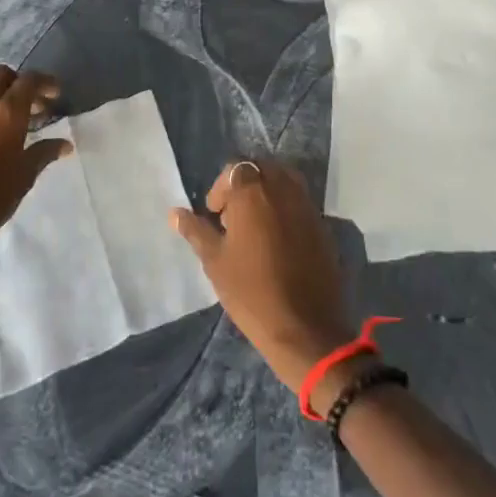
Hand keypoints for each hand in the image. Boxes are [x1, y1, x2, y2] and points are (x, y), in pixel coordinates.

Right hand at [172, 160, 354, 401]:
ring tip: (255, 227)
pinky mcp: (321, 222)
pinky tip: (277, 240)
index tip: (215, 215)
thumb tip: (174, 213)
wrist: (304, 327)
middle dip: (244, 186)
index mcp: (253, 191)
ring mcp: (305, 203)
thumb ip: (196, 231)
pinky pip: (299, 201)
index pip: (234, 169)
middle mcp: (282, 187)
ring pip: (282, 180)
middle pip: (260, 169)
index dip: (221, 189)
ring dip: (266, 193)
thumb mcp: (215, 261)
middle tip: (233, 219)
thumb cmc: (251, 292)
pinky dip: (285, 208)